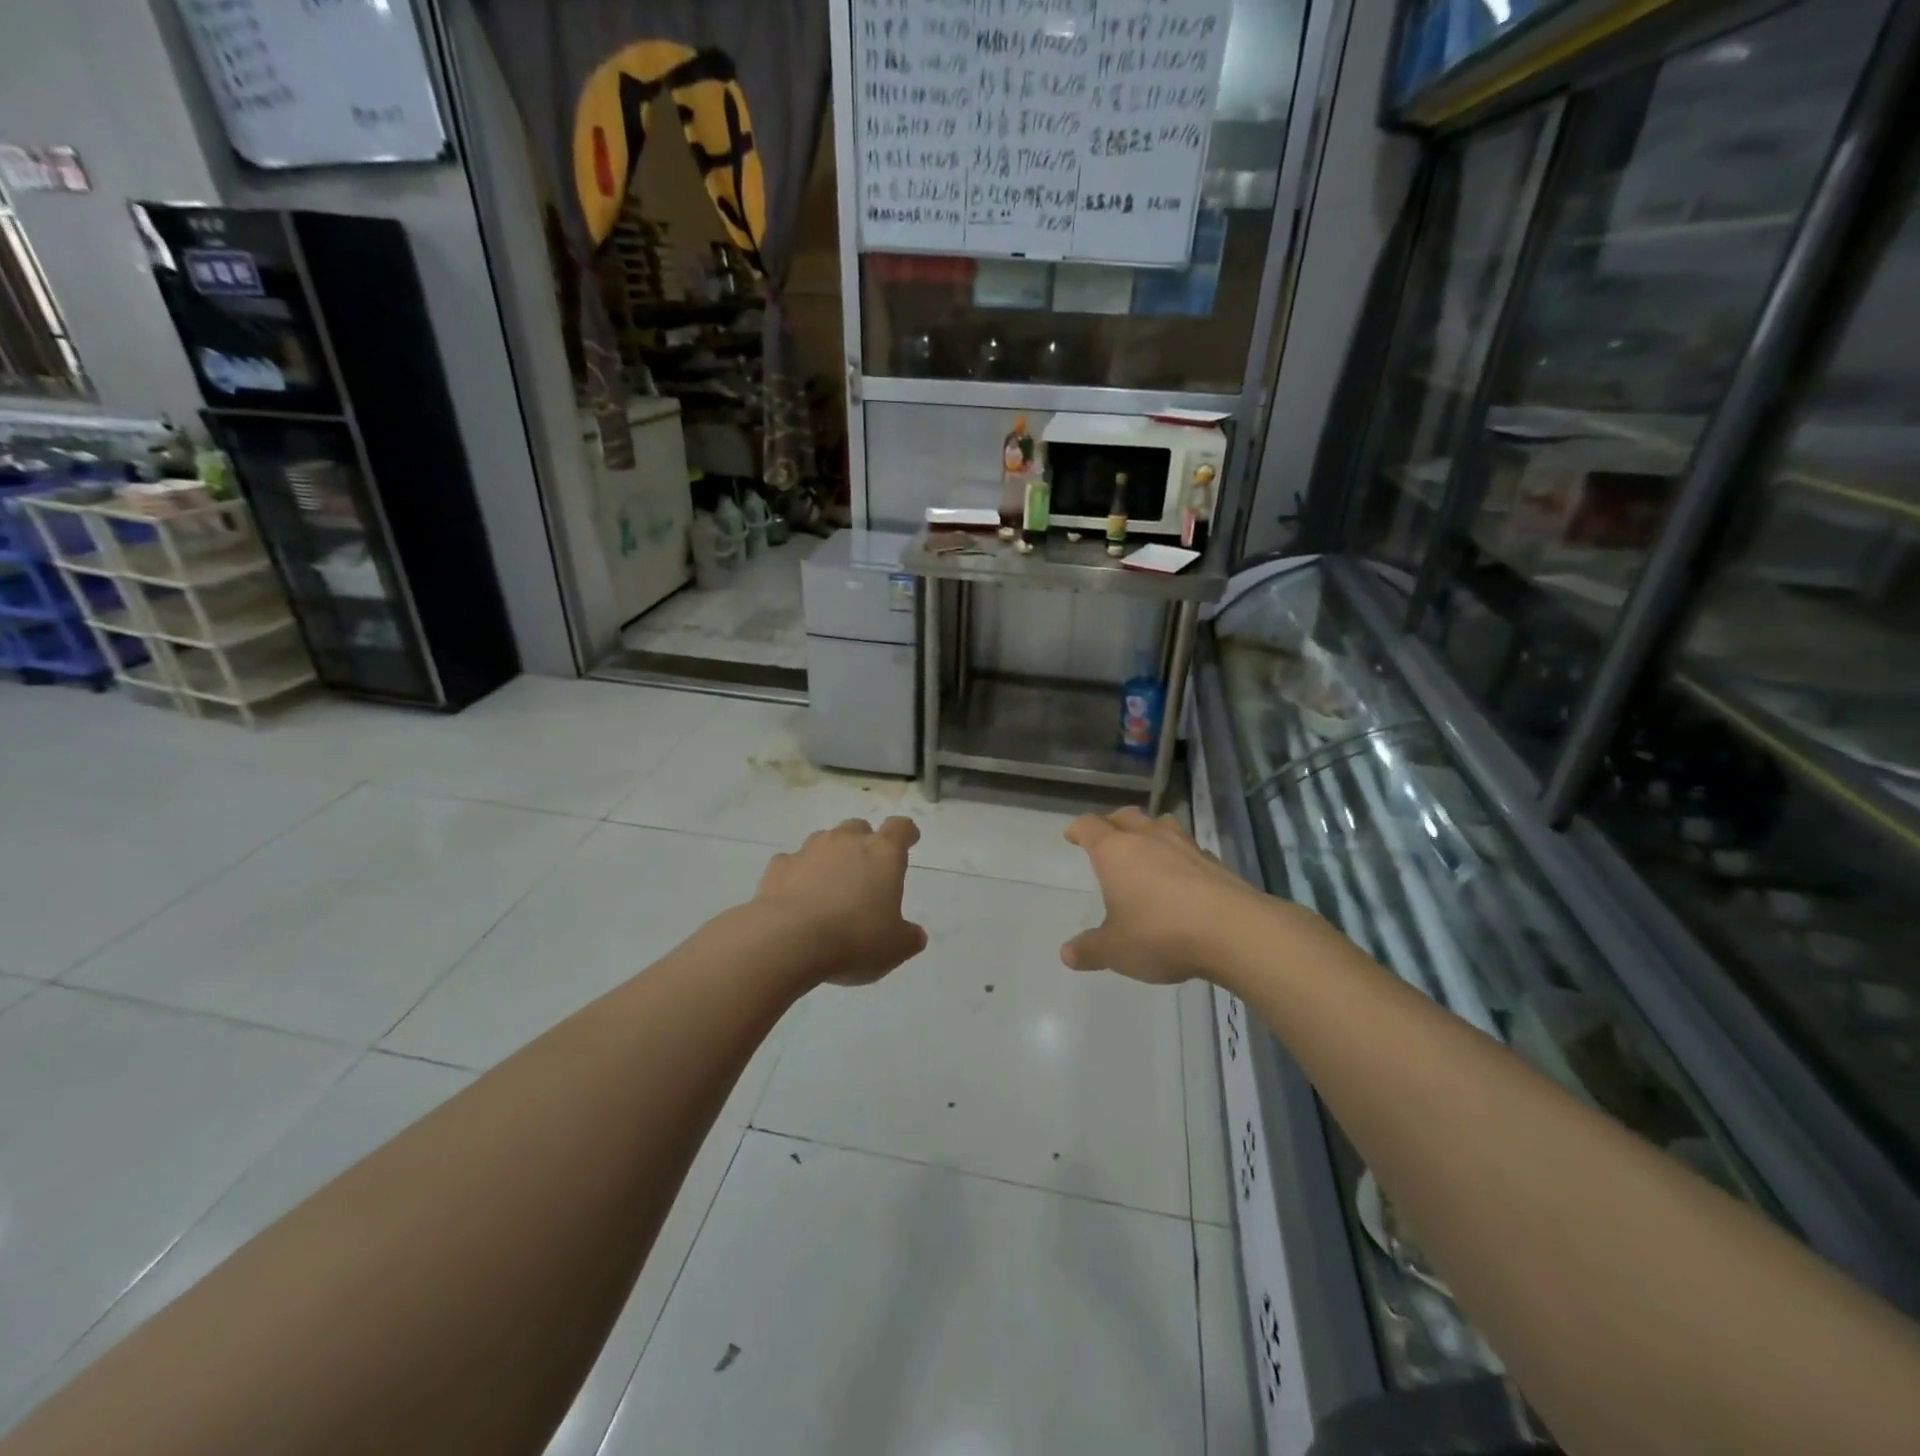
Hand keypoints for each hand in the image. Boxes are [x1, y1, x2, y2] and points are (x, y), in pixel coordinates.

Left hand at [754, 817, 927, 985]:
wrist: (788, 940)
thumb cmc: (854, 939)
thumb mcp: (894, 948)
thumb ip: (909, 937)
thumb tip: (915, 935)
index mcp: (883, 853)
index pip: (900, 828)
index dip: (906, 833)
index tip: (909, 840)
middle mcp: (846, 841)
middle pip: (859, 828)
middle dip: (864, 843)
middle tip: (865, 870)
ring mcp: (809, 850)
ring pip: (824, 841)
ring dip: (830, 857)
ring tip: (829, 885)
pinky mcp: (778, 866)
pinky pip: (793, 863)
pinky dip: (798, 875)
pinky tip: (797, 898)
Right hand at [1060, 807, 1269, 983]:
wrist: (1234, 931)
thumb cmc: (1160, 934)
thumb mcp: (1116, 950)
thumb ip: (1090, 949)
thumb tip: (1066, 954)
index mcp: (1115, 851)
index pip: (1090, 826)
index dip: (1078, 829)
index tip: (1072, 835)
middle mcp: (1148, 839)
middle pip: (1126, 816)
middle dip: (1113, 823)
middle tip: (1107, 836)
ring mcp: (1185, 846)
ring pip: (1162, 824)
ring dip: (1150, 831)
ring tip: (1147, 847)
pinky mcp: (1215, 862)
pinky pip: (1190, 848)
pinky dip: (1180, 856)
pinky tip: (1183, 876)